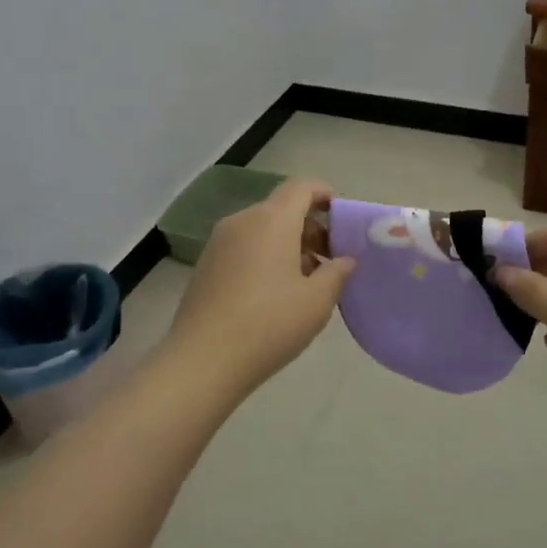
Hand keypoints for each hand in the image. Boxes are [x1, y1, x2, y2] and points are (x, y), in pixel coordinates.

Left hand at [163, 179, 355, 393]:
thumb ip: (337, 273)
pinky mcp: (206, 264)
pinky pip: (244, 246)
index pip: (302, 187)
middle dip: (311, 226)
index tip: (343, 220)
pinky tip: (276, 292)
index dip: (325, 195)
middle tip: (332, 258)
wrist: (202, 361)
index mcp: (272, 220)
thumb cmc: (268, 324)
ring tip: (307, 280)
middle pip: (282, 208)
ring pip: (262, 228)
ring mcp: (219, 242)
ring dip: (289, 243)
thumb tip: (344, 260)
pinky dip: (266, 255)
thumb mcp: (316, 302)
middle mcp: (243, 221)